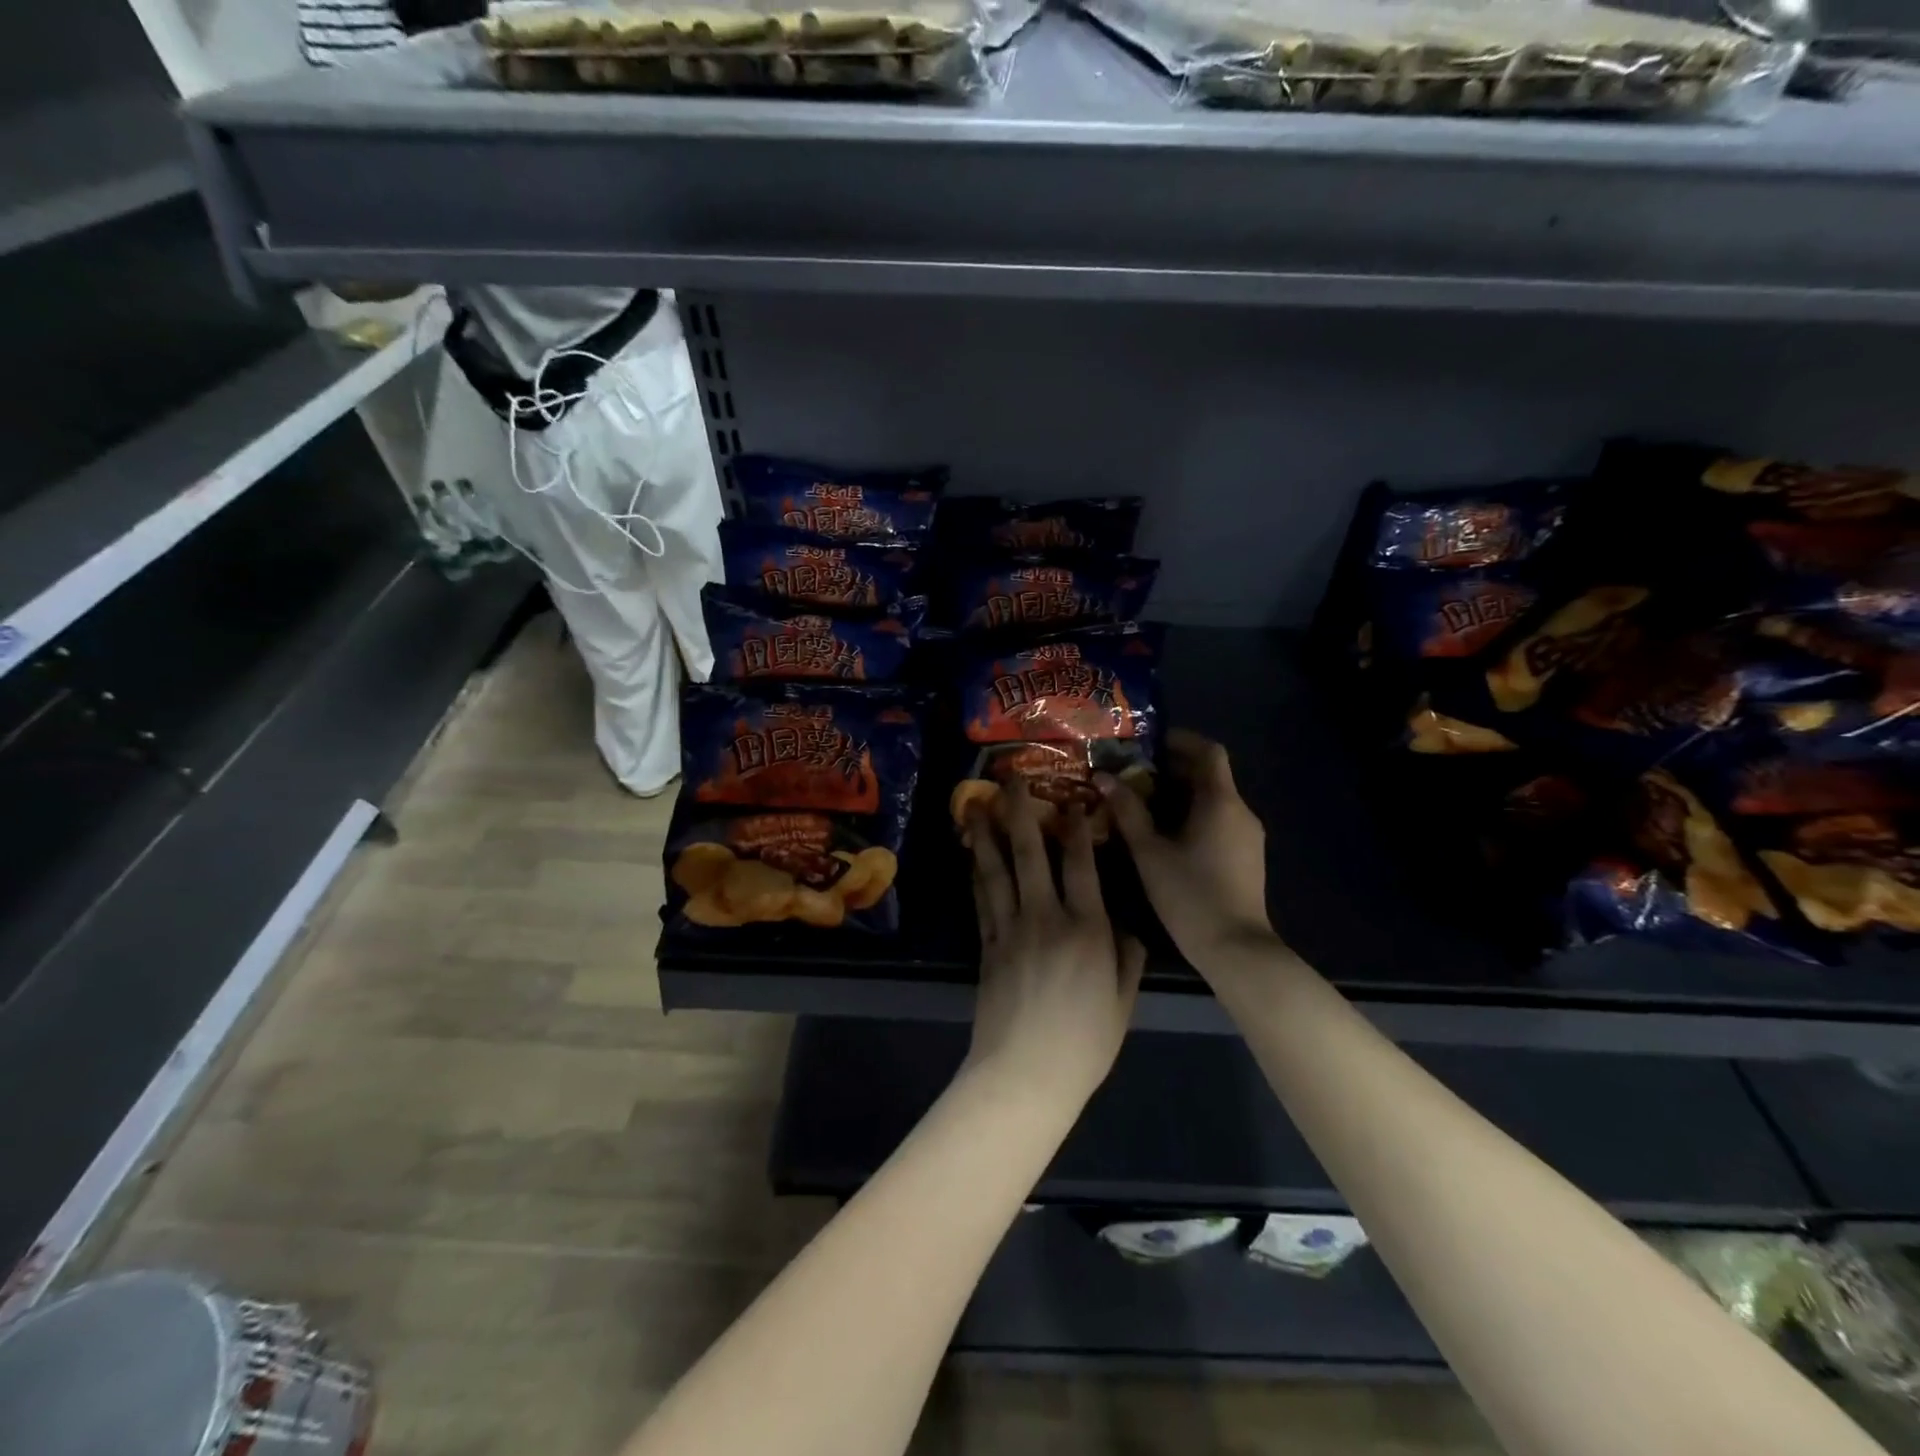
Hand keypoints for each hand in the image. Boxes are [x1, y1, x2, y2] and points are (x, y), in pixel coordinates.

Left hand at [964, 780, 1144, 1113]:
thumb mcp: (1122, 1000)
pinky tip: (973, 854)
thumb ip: (1127, 955)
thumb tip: (1126, 923)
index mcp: (1088, 928)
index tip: (1072, 799)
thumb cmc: (1084, 1042)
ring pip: (998, 870)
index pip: (1082, 865)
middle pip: (1032, 854)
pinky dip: (977, 872)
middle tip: (1012, 778)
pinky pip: (982, 899)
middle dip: (1022, 812)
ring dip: (987, 833)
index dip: (1077, 829)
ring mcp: (1011, 929)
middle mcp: (1046, 917)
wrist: (1025, 1074)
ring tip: (977, 803)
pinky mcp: (986, 945)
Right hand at [1097, 728, 1276, 972]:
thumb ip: (1127, 811)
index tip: (1149, 743)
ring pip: (1214, 799)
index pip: (1209, 751)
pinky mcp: (1247, 856)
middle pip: (1210, 775)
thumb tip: (1104, 777)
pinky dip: (1193, 814)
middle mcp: (1241, 811)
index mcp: (1221, 801)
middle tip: (1133, 774)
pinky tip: (1166, 834)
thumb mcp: (1149, 852)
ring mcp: (1248, 835)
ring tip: (1142, 803)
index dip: (1181, 740)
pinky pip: (1219, 820)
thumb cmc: (1190, 894)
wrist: (1236, 949)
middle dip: (1173, 769)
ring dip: (1181, 794)